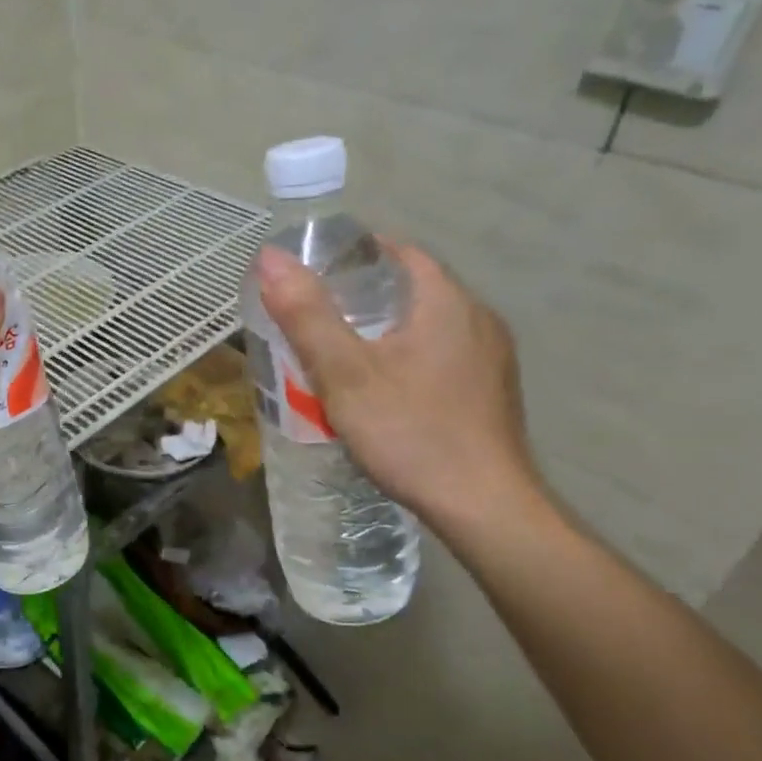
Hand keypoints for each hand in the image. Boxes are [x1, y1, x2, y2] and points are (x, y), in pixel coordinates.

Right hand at [255, 241, 540, 534]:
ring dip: (386, 328)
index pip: (400, 252)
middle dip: (364, 294)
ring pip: (428, 325)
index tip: (313, 271)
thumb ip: (307, 315)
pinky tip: (382, 388)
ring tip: (340, 350)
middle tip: (315, 313)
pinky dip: (407, 356)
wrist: (484, 508)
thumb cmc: (410, 432)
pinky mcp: (490, 393)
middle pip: (414, 288)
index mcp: (447, 302)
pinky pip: (441, 355)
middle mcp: (478, 319)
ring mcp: (491, 359)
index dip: (355, 254)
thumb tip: (270, 258)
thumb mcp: (345, 373)